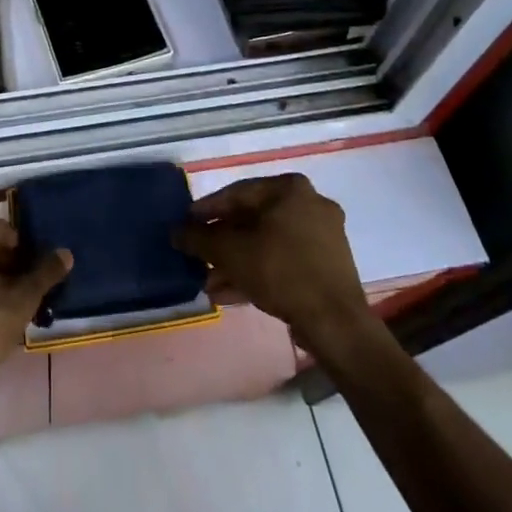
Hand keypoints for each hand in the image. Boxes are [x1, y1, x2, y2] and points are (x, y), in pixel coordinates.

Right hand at [175, 173, 372, 353]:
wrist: (335, 323)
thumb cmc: (281, 271)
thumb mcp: (230, 252)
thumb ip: (198, 238)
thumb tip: (175, 232)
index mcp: (290, 188)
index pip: (237, 193)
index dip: (206, 210)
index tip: (185, 225)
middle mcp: (310, 203)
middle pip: (252, 220)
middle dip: (222, 242)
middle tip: (198, 256)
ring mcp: (322, 235)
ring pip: (267, 243)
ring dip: (236, 261)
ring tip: (209, 282)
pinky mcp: (327, 264)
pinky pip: (284, 260)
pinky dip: (258, 272)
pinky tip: (230, 293)